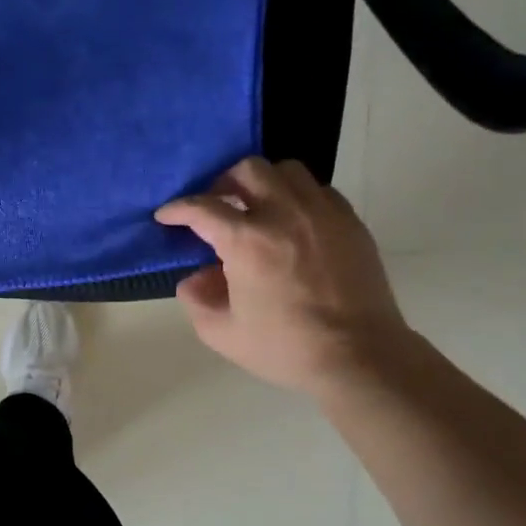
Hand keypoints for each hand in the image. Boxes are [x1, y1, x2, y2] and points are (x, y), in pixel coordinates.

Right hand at [155, 157, 410, 393]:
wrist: (358, 355)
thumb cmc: (285, 347)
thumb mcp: (222, 333)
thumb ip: (197, 299)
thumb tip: (196, 277)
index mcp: (247, 241)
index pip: (203, 208)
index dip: (178, 209)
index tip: (166, 216)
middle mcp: (284, 214)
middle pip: (248, 171)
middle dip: (223, 183)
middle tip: (217, 206)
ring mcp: (322, 213)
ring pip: (287, 170)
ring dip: (263, 183)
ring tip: (256, 209)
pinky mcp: (350, 222)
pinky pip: (318, 190)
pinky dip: (297, 196)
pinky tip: (292, 223)